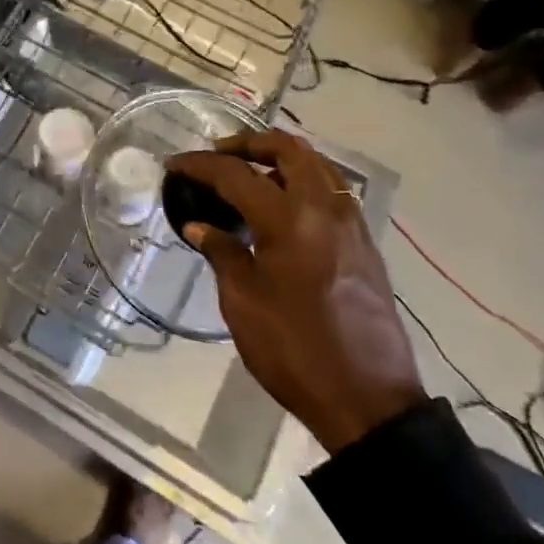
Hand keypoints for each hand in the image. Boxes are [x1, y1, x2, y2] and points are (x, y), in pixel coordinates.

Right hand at [167, 131, 424, 454]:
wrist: (369, 400)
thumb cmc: (295, 351)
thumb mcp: (242, 304)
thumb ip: (222, 253)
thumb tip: (200, 226)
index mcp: (289, 220)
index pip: (236, 174)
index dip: (200, 164)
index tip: (175, 164)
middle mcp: (325, 210)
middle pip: (289, 150)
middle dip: (249, 143)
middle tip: (218, 155)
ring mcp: (351, 225)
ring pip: (318, 165)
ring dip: (281, 158)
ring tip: (250, 174)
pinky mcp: (365, 244)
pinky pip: (333, 191)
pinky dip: (305, 181)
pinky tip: (283, 207)